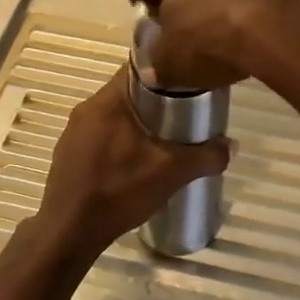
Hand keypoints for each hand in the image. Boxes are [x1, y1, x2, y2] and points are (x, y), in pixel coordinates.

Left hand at [22, 70, 230, 265]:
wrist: (69, 232)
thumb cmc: (119, 190)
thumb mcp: (170, 173)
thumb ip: (205, 156)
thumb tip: (232, 146)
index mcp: (107, 101)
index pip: (136, 67)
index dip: (164, 69)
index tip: (186, 81)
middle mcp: (85, 109)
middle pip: (125, 92)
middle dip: (153, 100)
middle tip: (182, 113)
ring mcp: (72, 132)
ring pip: (111, 115)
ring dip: (134, 122)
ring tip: (161, 138)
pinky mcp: (67, 155)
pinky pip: (98, 136)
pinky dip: (117, 141)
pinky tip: (132, 162)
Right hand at [125, 0, 299, 89]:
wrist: (277, 31)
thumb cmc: (210, 45)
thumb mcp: (173, 65)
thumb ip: (158, 65)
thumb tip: (153, 70)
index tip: (139, 7)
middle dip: (181, 1)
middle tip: (181, 28)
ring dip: (217, 4)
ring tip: (221, 33)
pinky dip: (248, 10)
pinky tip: (254, 35)